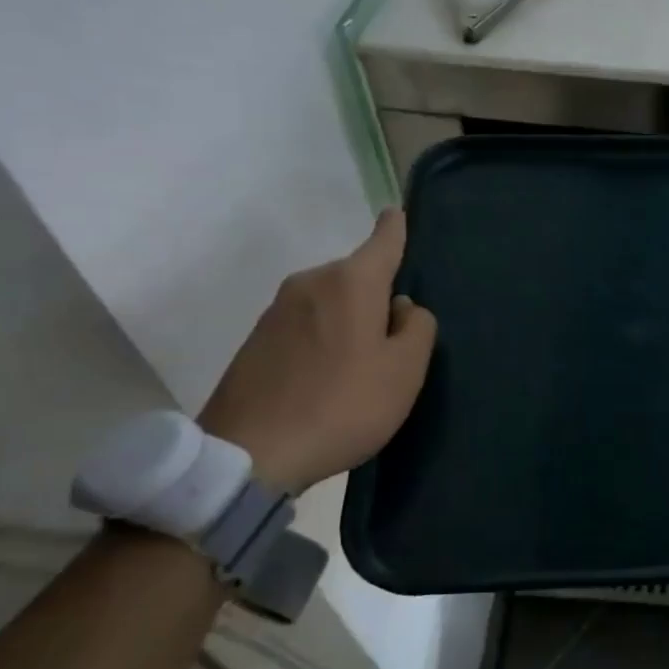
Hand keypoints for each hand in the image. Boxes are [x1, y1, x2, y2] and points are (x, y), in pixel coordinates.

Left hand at [199, 210, 436, 492]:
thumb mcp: (405, 371)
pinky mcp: (256, 340)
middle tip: (396, 341)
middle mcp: (311, 283)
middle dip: (378, 295)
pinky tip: (329, 379)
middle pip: (358, 276)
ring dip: (350, 321)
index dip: (397, 227)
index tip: (399, 214)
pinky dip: (325, 339)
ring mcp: (277, 310)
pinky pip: (306, 325)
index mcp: (351, 282)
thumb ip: (418, 327)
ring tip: (363, 367)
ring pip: (331, 302)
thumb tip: (401, 307)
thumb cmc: (343, 405)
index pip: (383, 239)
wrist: (250, 454)